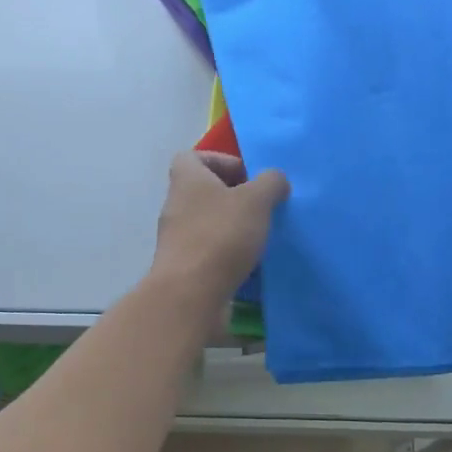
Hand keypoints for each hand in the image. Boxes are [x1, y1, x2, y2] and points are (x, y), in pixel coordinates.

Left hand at [151, 151, 289, 302]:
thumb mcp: (255, 200)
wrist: (190, 294)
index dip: (221, 161)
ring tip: (259, 238)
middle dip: (234, 198)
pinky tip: (248, 265)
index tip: (247, 178)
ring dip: (232, 227)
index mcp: (186, 179)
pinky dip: (226, 254)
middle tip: (260, 209)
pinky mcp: (183, 267)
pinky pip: (207, 251)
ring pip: (207, 223)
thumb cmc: (221, 236)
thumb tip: (276, 180)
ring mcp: (176, 238)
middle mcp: (176, 205)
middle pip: (203, 191)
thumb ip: (270, 183)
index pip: (192, 157)